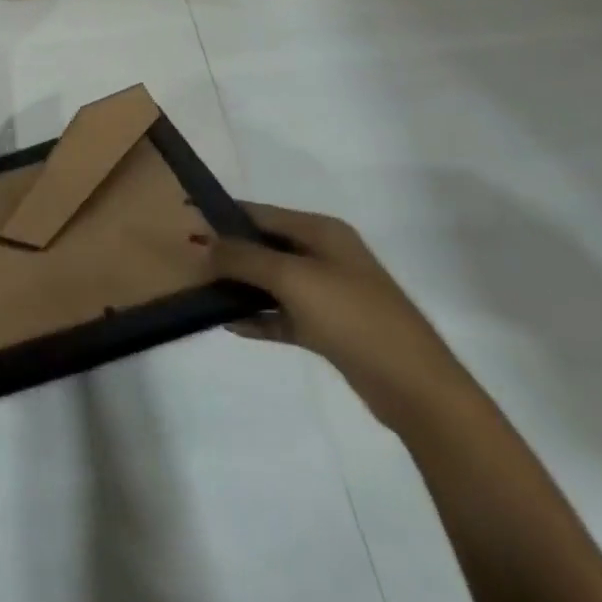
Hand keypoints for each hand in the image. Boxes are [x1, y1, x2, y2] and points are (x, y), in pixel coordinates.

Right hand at [213, 204, 475, 432]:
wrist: (416, 387)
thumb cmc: (353, 316)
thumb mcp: (292, 278)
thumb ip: (244, 257)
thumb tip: (205, 244)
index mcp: (321, 231)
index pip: (261, 213)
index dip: (223, 215)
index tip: (186, 219)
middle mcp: (325, 255)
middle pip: (265, 246)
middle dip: (229, 252)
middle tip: (189, 260)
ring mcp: (329, 293)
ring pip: (273, 281)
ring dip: (241, 286)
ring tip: (202, 291)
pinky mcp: (330, 328)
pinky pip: (284, 314)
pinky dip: (260, 317)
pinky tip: (231, 324)